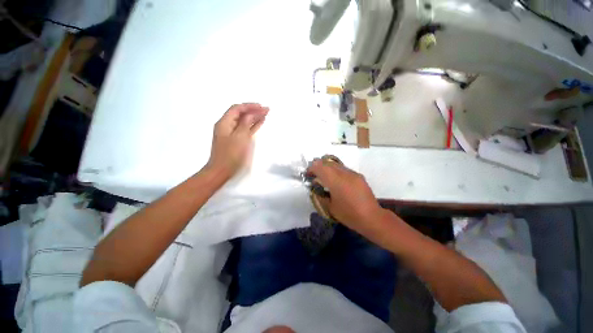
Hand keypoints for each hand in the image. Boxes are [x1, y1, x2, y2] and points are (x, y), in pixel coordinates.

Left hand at [207, 103, 268, 177]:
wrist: (222, 170)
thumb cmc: (230, 154)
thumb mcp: (240, 137)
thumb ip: (245, 124)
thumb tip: (251, 114)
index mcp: (224, 123)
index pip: (237, 109)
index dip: (249, 106)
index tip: (261, 106)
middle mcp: (227, 126)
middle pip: (241, 114)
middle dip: (253, 110)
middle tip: (266, 109)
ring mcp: (232, 133)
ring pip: (244, 121)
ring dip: (254, 117)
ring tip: (265, 114)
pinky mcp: (237, 140)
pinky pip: (246, 129)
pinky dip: (253, 125)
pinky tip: (260, 122)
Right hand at [307, 159, 384, 235]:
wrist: (372, 217)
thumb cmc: (349, 215)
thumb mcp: (330, 207)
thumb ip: (321, 194)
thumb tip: (316, 186)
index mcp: (336, 181)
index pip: (320, 167)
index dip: (312, 168)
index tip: (308, 174)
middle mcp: (344, 174)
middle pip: (328, 163)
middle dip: (318, 166)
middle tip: (314, 175)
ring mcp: (353, 173)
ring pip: (336, 164)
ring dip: (327, 168)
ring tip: (324, 177)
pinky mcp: (358, 176)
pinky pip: (343, 169)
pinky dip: (336, 171)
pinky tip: (336, 181)